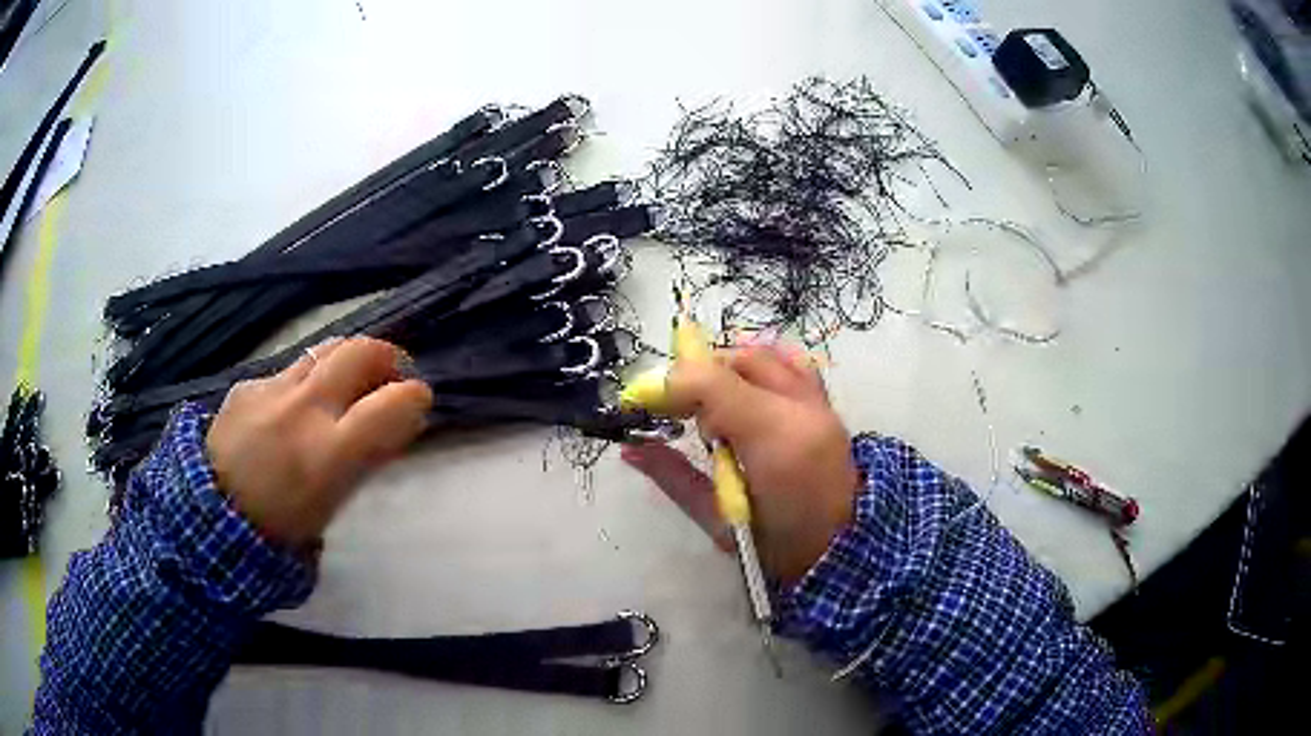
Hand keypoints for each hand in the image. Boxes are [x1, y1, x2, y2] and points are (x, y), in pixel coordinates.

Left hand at [207, 337, 433, 548]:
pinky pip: (288, 369)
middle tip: (390, 374)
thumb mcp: (334, 500)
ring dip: (347, 361)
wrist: (213, 514)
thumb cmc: (283, 525)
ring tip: (348, 381)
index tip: (418, 400)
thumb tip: (397, 421)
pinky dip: (304, 381)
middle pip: (359, 351)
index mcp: (328, 451)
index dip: (415, 396)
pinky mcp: (248, 383)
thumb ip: (366, 456)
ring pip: (325, 350)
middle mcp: (302, 408)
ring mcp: (271, 389)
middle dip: (386, 355)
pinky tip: (292, 407)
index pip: (391, 403)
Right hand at [621, 341, 860, 583]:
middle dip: (699, 376)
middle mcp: (801, 410)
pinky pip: (794, 365)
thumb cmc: (773, 545)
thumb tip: (631, 449)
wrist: (839, 551)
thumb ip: (673, 476)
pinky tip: (748, 394)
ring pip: (769, 356)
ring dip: (731, 370)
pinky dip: (764, 369)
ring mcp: (820, 405)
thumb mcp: (715, 518)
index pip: (714, 384)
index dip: (671, 383)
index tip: (641, 400)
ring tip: (713, 404)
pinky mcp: (828, 407)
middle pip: (741, 361)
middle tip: (677, 409)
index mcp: (774, 443)